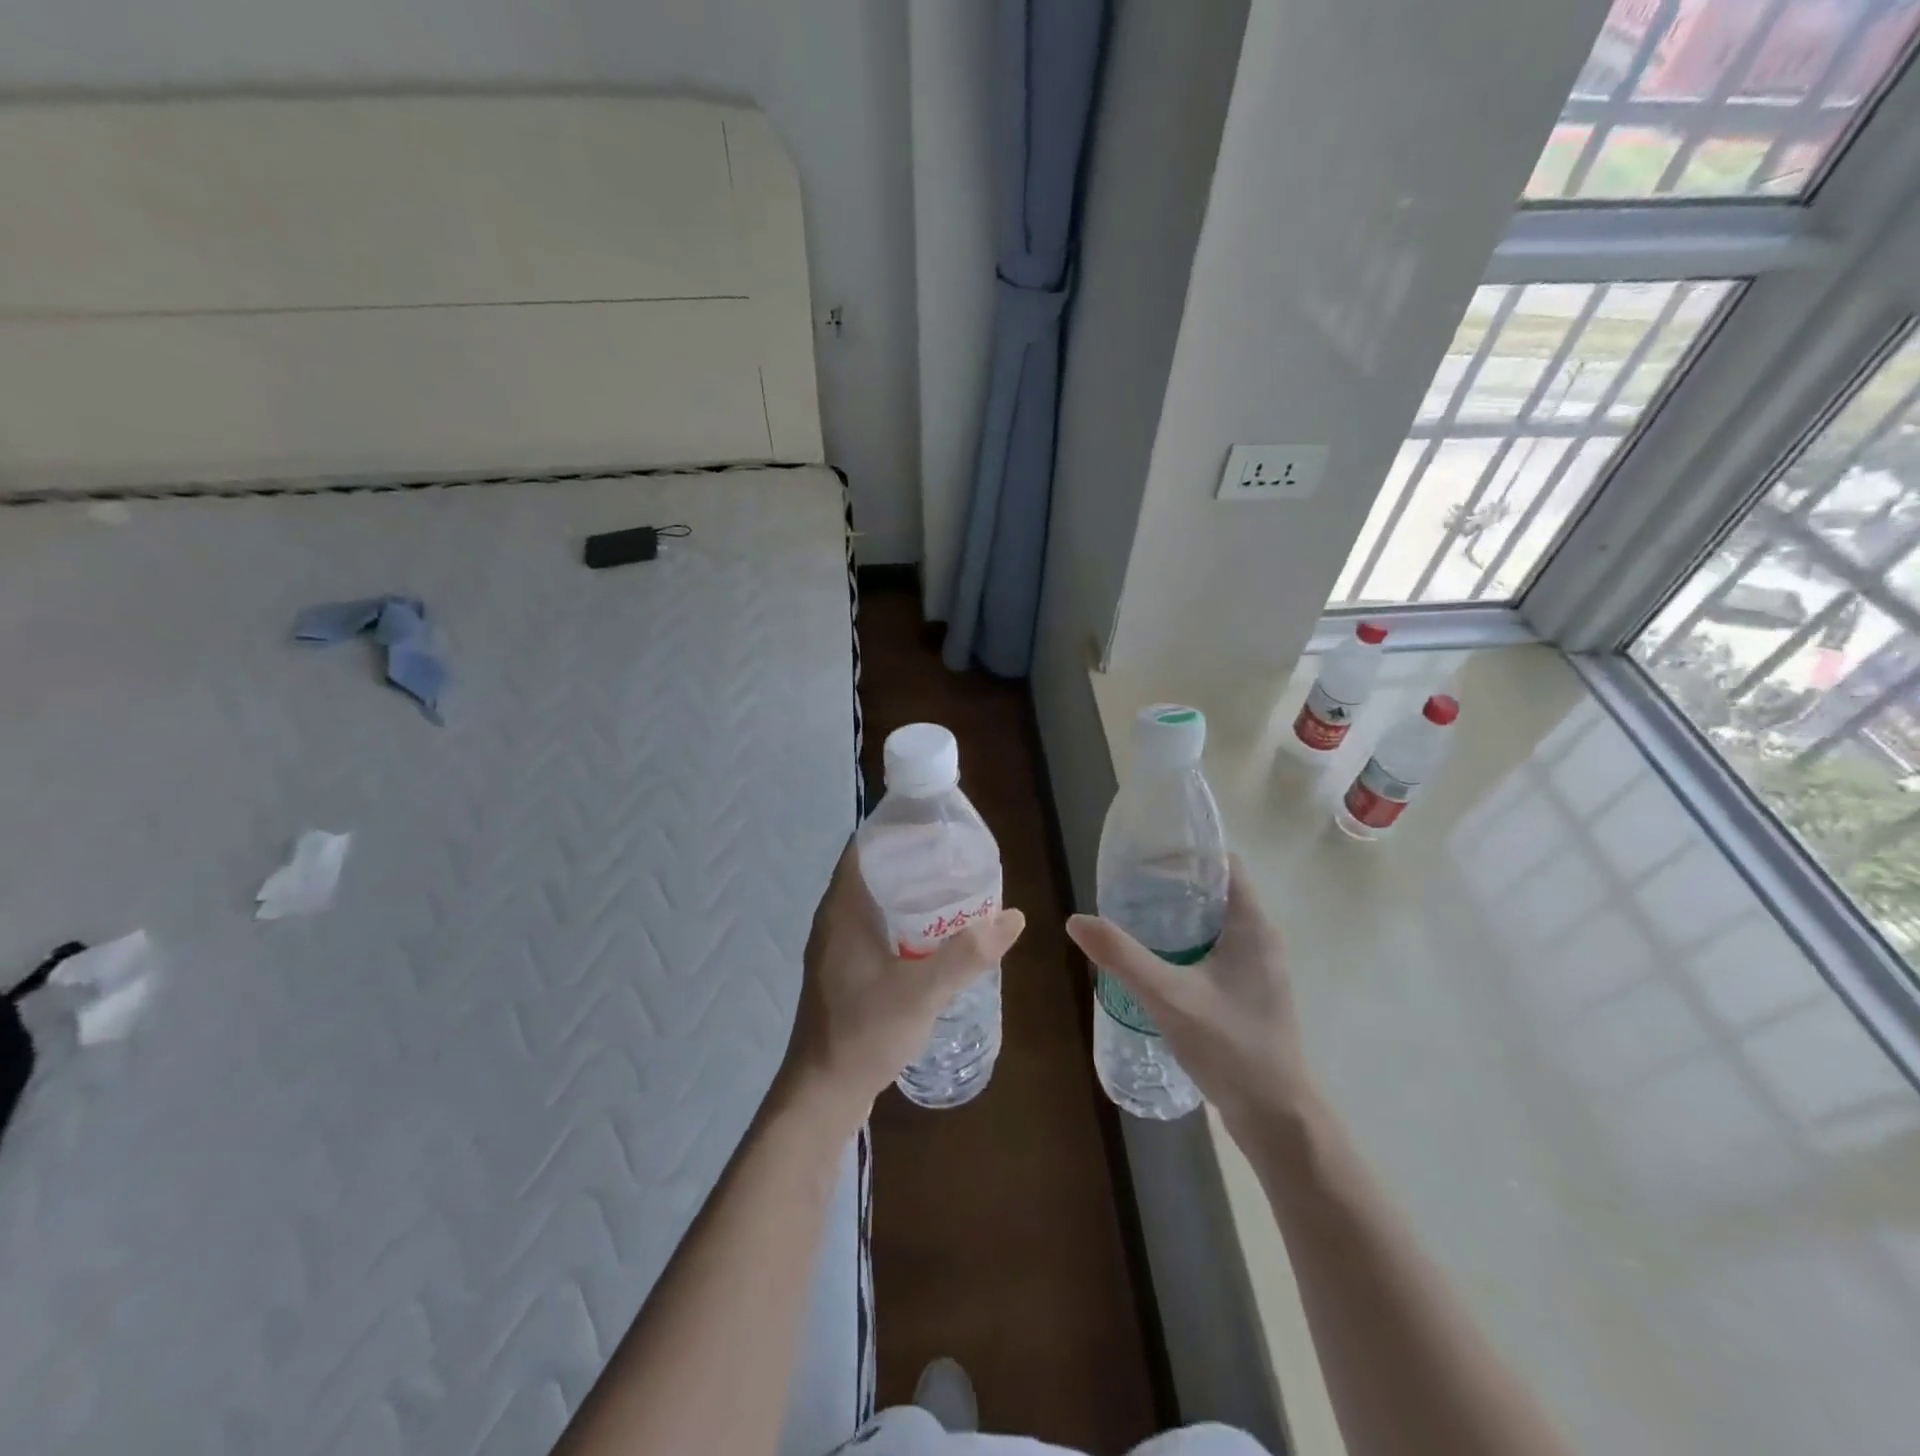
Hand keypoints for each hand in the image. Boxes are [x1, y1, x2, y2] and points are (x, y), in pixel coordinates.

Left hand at [779, 839, 1024, 1126]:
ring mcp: (839, 948)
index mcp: (843, 910)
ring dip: (910, 894)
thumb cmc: (864, 1032)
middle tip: (958, 859)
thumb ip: (967, 954)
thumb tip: (1014, 917)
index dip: (898, 830)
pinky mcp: (846, 971)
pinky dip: (904, 923)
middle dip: (914, 861)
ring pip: (877, 903)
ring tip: (954, 892)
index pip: (865, 848)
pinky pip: (877, 929)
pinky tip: (935, 938)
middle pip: (875, 872)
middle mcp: (835, 920)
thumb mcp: (922, 991)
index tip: (938, 826)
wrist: (823, 1094)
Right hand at [1066, 856, 1308, 1131]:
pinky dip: (1188, 944)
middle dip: (1173, 885)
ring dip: (1179, 917)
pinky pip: (1218, 950)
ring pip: (1216, 923)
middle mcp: (1262, 938)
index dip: (1187, 854)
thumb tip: (1076, 920)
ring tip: (1135, 920)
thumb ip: (1122, 957)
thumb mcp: (1168, 997)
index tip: (1145, 859)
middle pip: (1216, 892)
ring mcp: (1260, 968)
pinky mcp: (1252, 992)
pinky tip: (1158, 962)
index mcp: (1252, 926)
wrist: (1277, 1117)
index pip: (1224, 864)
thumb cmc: (1230, 1046)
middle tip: (1129, 889)